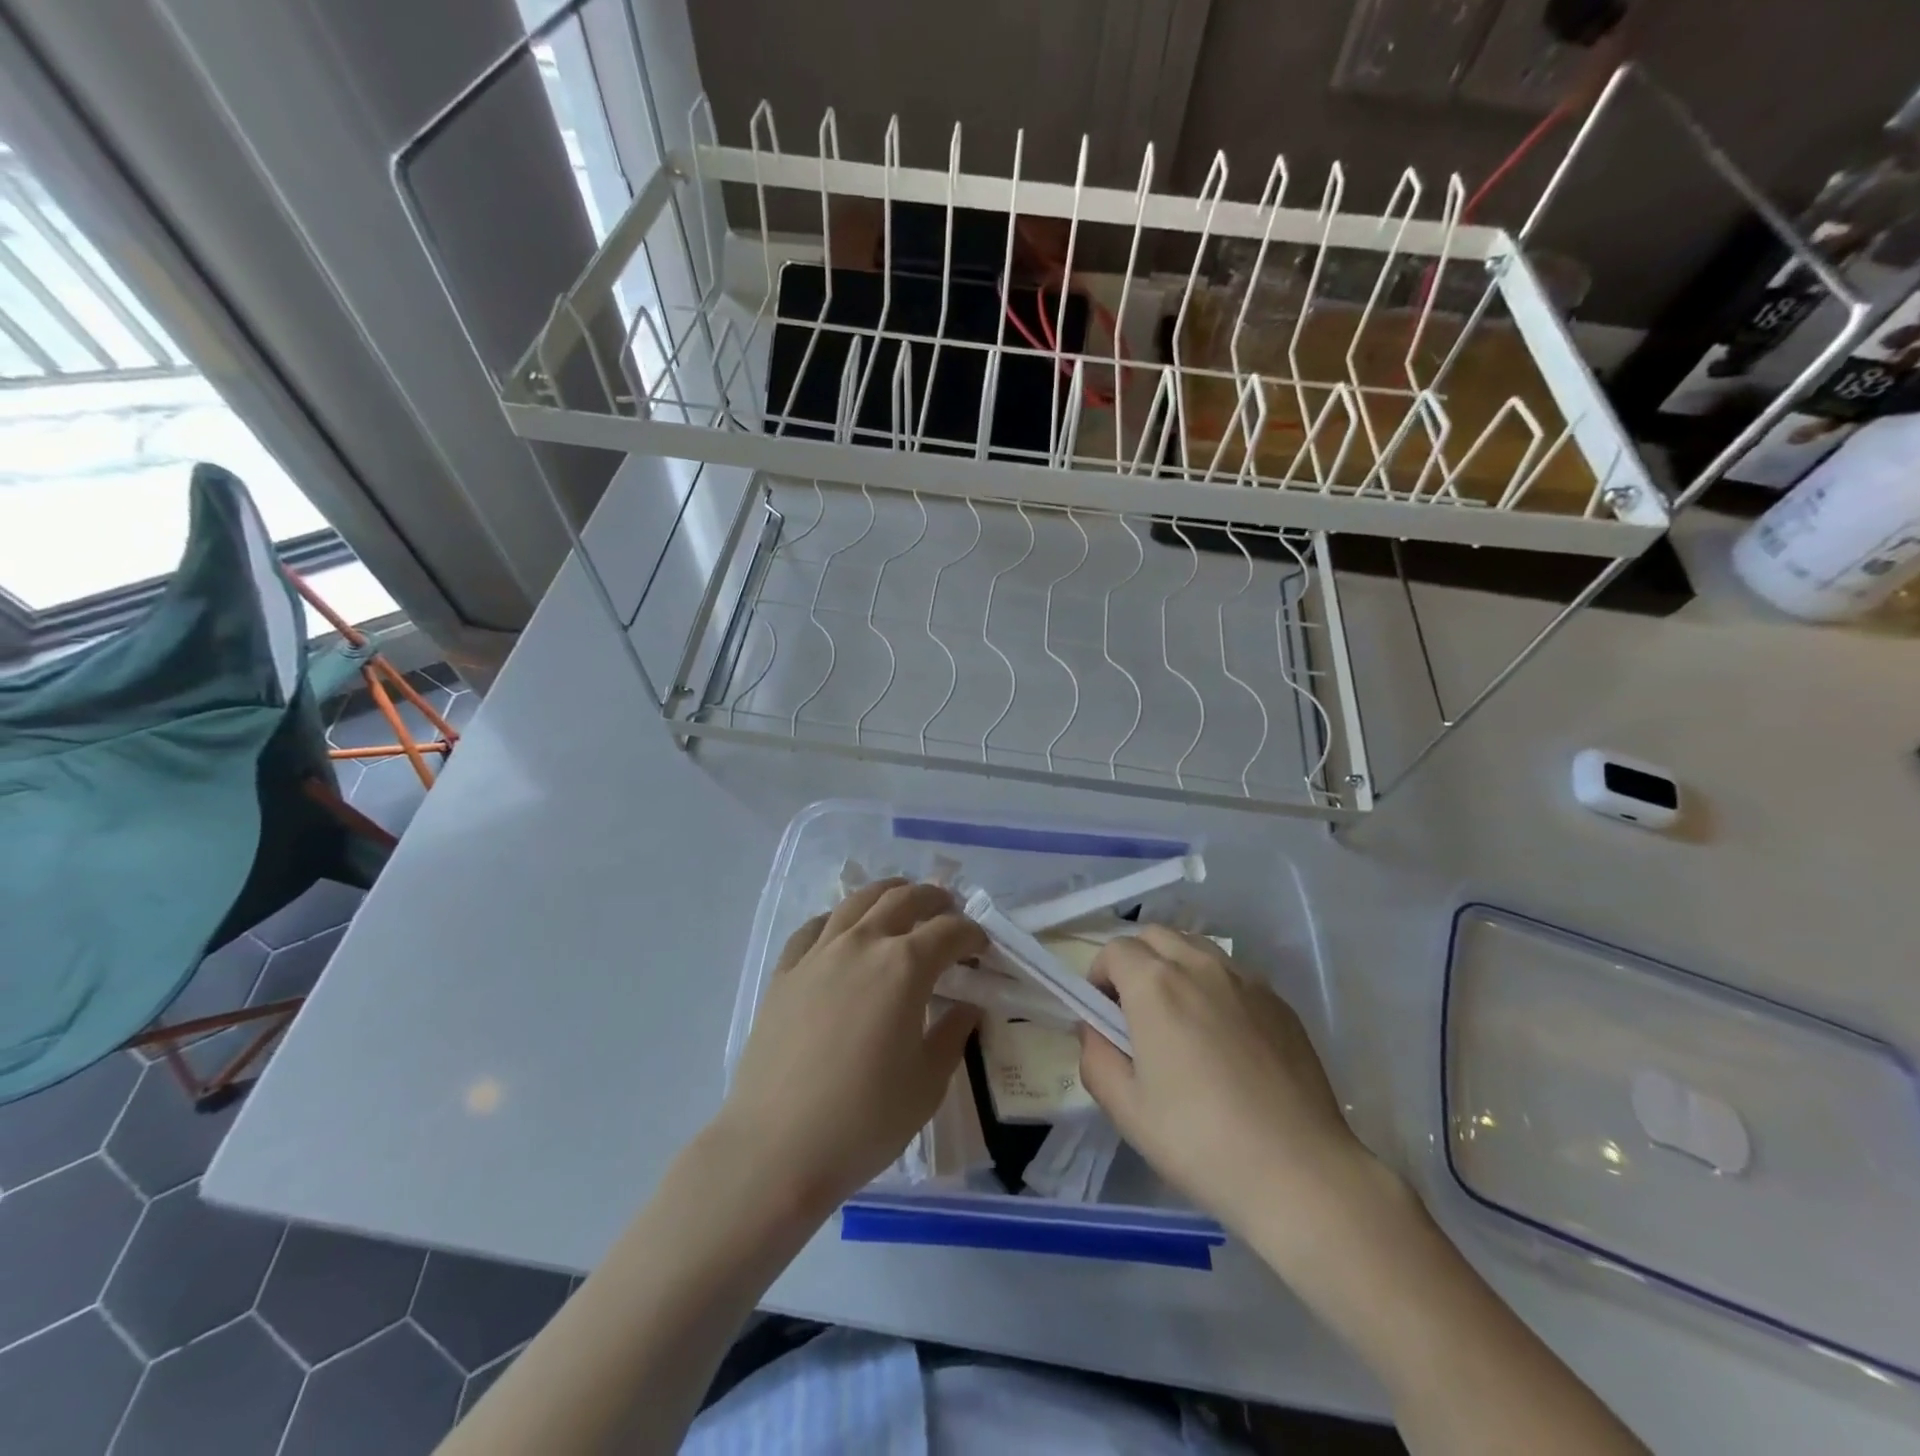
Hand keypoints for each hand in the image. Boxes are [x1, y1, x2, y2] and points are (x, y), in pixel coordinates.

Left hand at [714, 879, 984, 1219]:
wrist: (776, 1148)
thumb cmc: (864, 1120)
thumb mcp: (927, 1084)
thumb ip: (952, 1035)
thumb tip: (967, 1007)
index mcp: (905, 966)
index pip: (949, 931)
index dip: (972, 934)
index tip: (981, 948)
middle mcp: (862, 944)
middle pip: (904, 899)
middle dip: (934, 899)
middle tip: (948, 911)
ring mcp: (818, 953)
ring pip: (857, 901)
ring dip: (887, 893)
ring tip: (901, 900)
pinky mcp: (785, 972)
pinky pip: (813, 927)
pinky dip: (836, 919)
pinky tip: (841, 930)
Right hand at [1079, 926, 1375, 1239]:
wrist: (1301, 1173)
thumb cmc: (1200, 1141)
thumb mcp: (1126, 1108)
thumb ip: (1095, 1057)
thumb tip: (1095, 1029)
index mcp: (1155, 985)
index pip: (1114, 950)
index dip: (1099, 977)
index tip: (1103, 1016)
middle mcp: (1199, 966)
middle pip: (1154, 936)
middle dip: (1135, 962)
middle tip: (1135, 1012)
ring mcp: (1245, 980)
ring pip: (1195, 947)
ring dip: (1174, 966)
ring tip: (1180, 1019)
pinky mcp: (1279, 1001)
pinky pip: (1232, 973)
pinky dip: (1213, 985)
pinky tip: (1224, 1038)